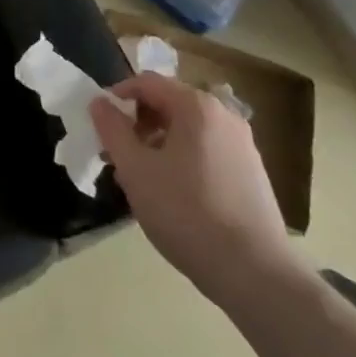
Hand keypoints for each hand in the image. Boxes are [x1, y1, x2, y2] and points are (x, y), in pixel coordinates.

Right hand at [90, 72, 305, 310]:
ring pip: (188, 130)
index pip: (147, 82)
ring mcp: (243, 144)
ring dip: (160, 144)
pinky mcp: (253, 173)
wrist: (255, 274)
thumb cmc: (187, 213)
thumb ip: (112, 130)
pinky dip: (184, 159)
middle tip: (120, 156)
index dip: (118, 96)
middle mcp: (223, 114)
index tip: (101, 123)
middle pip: (169, 104)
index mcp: (196, 106)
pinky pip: (207, 150)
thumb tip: (99, 102)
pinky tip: (176, 196)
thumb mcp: (136, 170)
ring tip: (144, 180)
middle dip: (139, 124)